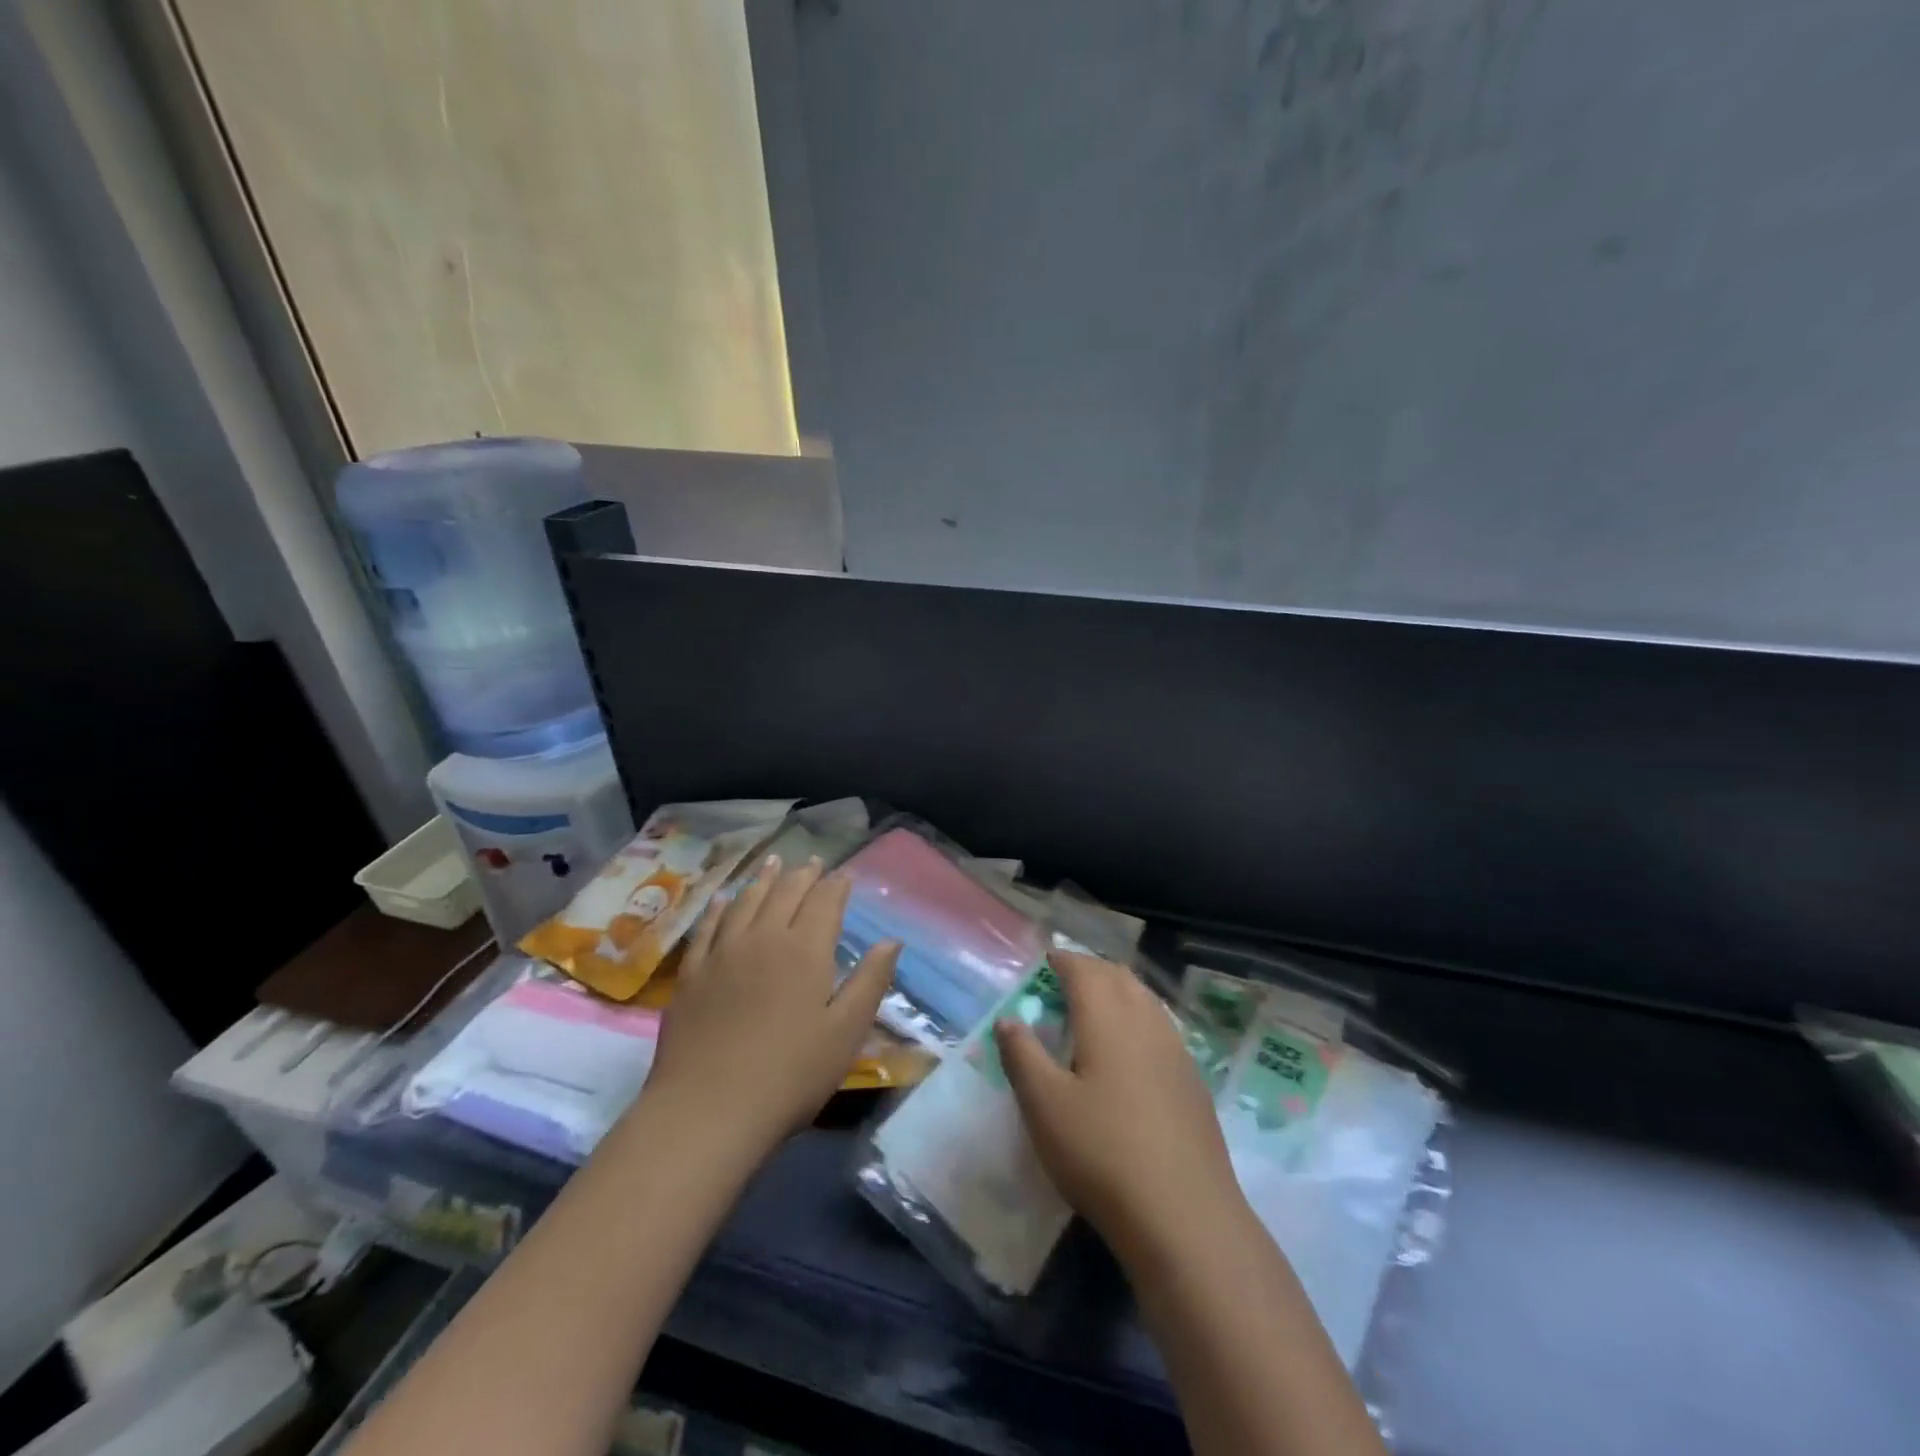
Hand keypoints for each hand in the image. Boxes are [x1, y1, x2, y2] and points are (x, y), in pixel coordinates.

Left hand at [640, 856, 900, 1155]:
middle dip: (802, 875)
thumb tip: (891, 940)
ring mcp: (722, 953)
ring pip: (745, 902)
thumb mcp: (846, 1032)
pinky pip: (707, 927)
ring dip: (763, 879)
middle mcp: (763, 938)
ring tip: (773, 863)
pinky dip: (719, 907)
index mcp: (805, 950)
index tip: (844, 875)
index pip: (824, 902)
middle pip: (785, 893)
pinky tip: (723, 899)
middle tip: (812, 862)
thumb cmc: (790, 1075)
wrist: (707, 1109)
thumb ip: (870, 981)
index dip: (836, 885)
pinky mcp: (692, 974)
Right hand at [995, 951, 1246, 1266]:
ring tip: (1096, 1008)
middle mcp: (1146, 1021)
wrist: (1184, 1215)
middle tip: (1066, 980)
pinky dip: (1139, 1019)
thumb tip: (1008, 1019)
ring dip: (1119, 991)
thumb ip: (1022, 1055)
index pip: (1084, 970)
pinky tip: (1131, 1051)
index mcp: (1107, 1017)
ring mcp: (1176, 1051)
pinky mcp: (1193, 1081)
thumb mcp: (1044, 1105)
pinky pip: (1162, 1028)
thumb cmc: (1102, 1152)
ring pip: (1145, 1000)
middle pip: (1119, 977)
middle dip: (1092, 970)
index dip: (1063, 961)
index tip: (1046, 960)